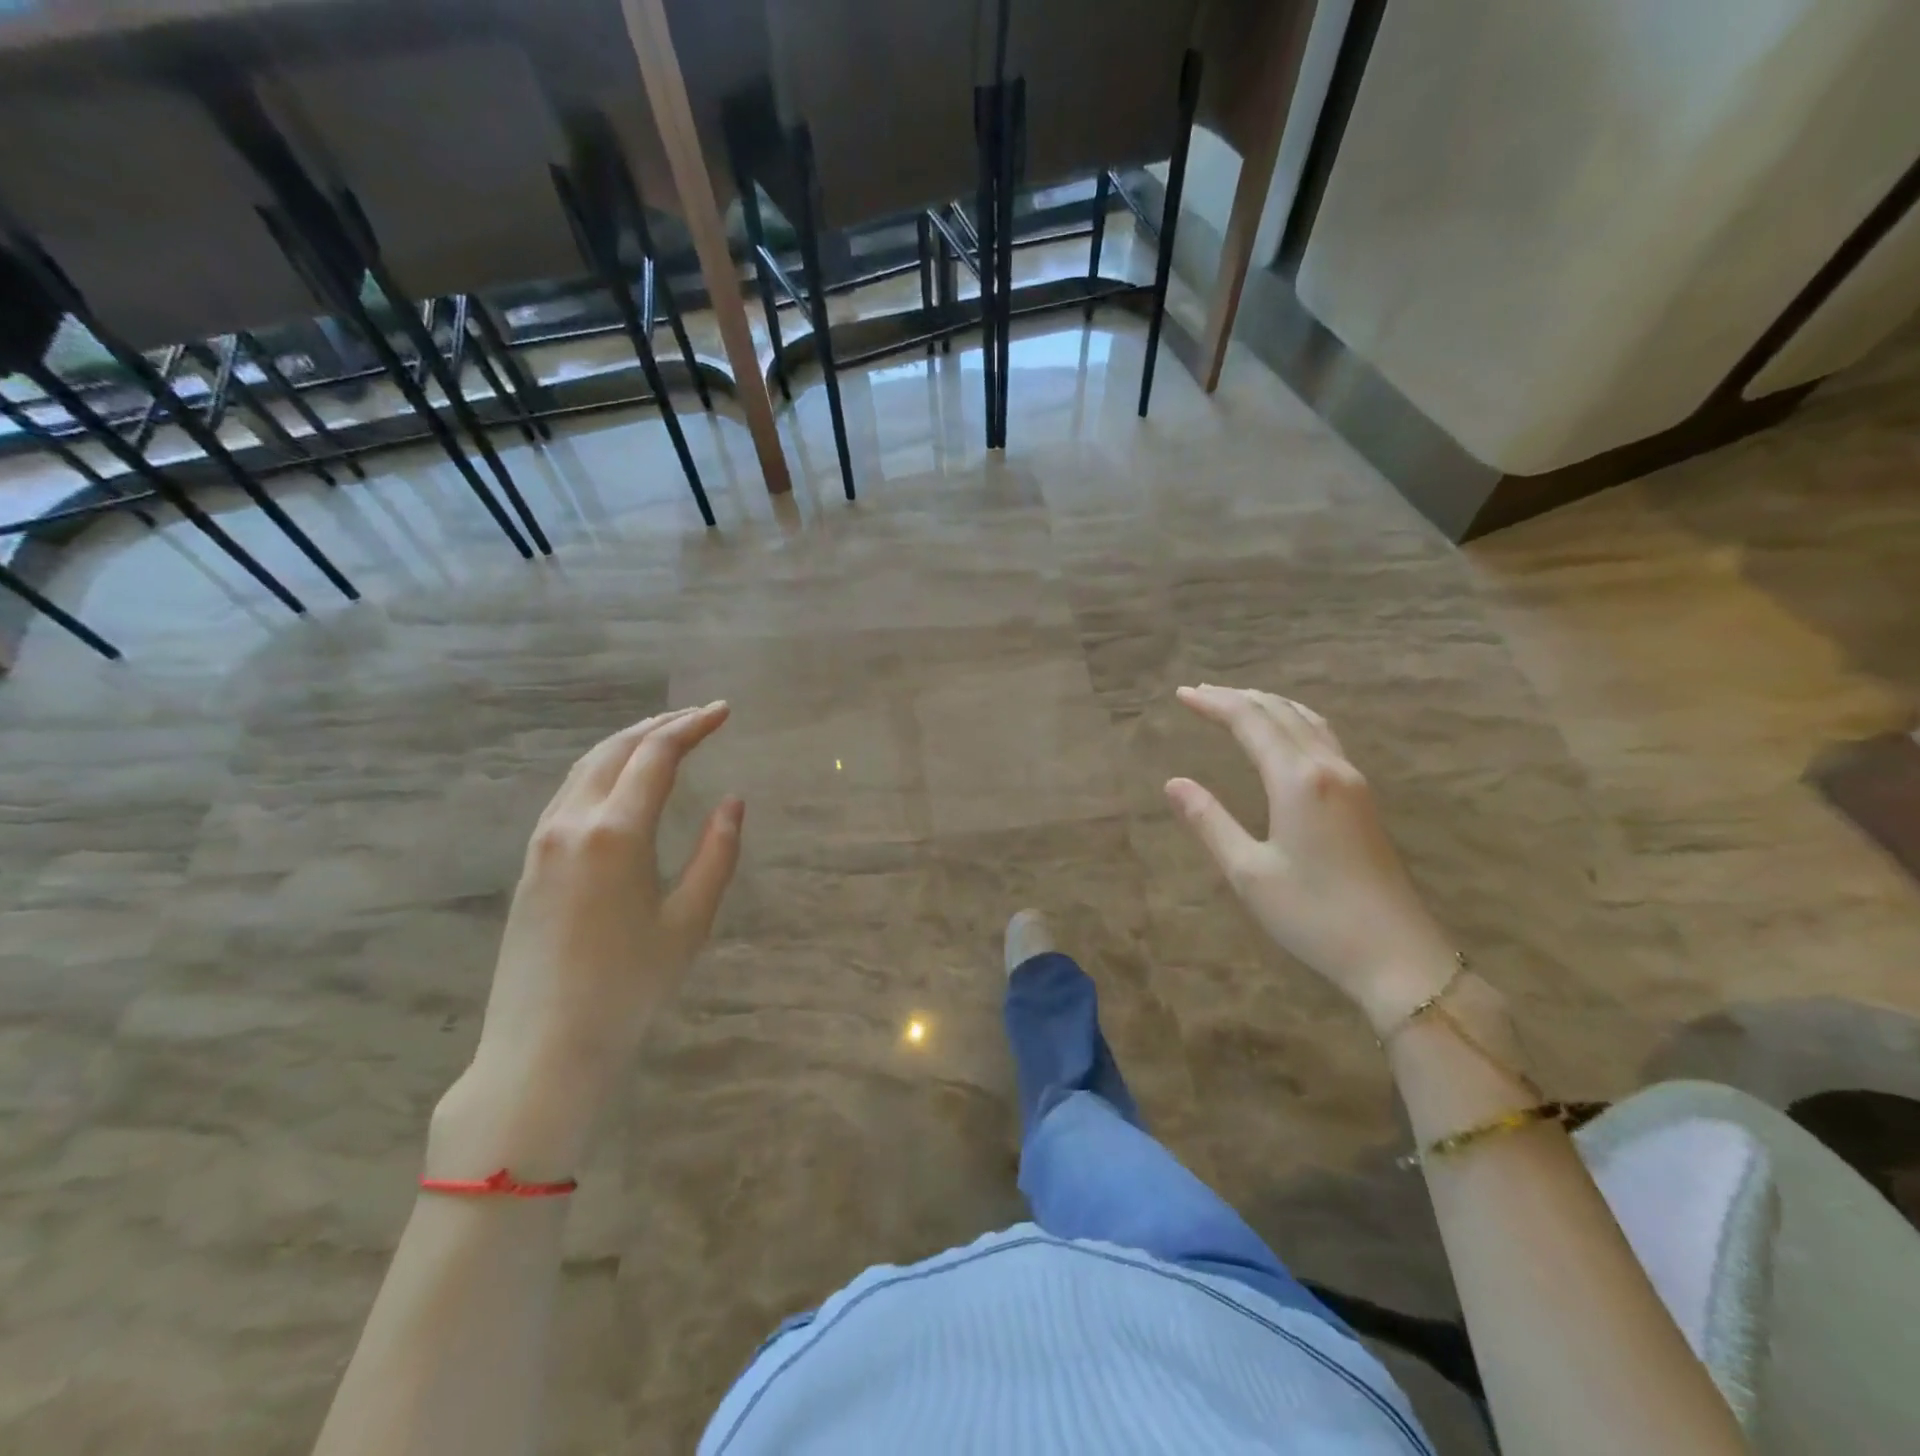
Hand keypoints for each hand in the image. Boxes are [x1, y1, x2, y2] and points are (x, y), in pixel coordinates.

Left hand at [430, 703, 742, 1177]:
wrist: (543, 1047)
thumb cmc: (630, 988)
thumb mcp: (690, 921)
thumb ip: (717, 854)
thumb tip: (732, 802)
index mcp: (616, 833)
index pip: (656, 756)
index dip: (692, 726)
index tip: (723, 711)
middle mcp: (572, 823)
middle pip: (616, 749)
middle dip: (660, 723)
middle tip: (700, 715)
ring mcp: (543, 841)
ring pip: (586, 766)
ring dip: (628, 741)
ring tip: (666, 734)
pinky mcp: (531, 861)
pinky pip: (570, 792)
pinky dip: (603, 768)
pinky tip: (622, 779)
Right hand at [1166, 685, 1454, 1033]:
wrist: (1396, 956)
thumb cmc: (1314, 916)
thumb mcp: (1248, 872)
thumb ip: (1209, 821)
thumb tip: (1173, 783)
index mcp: (1298, 780)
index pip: (1250, 722)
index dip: (1214, 704)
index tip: (1182, 694)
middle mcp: (1328, 768)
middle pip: (1280, 713)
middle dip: (1237, 698)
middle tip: (1199, 693)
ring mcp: (1352, 782)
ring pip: (1308, 721)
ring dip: (1268, 705)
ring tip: (1236, 702)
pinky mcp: (1363, 800)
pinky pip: (1324, 738)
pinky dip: (1294, 721)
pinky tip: (1286, 733)